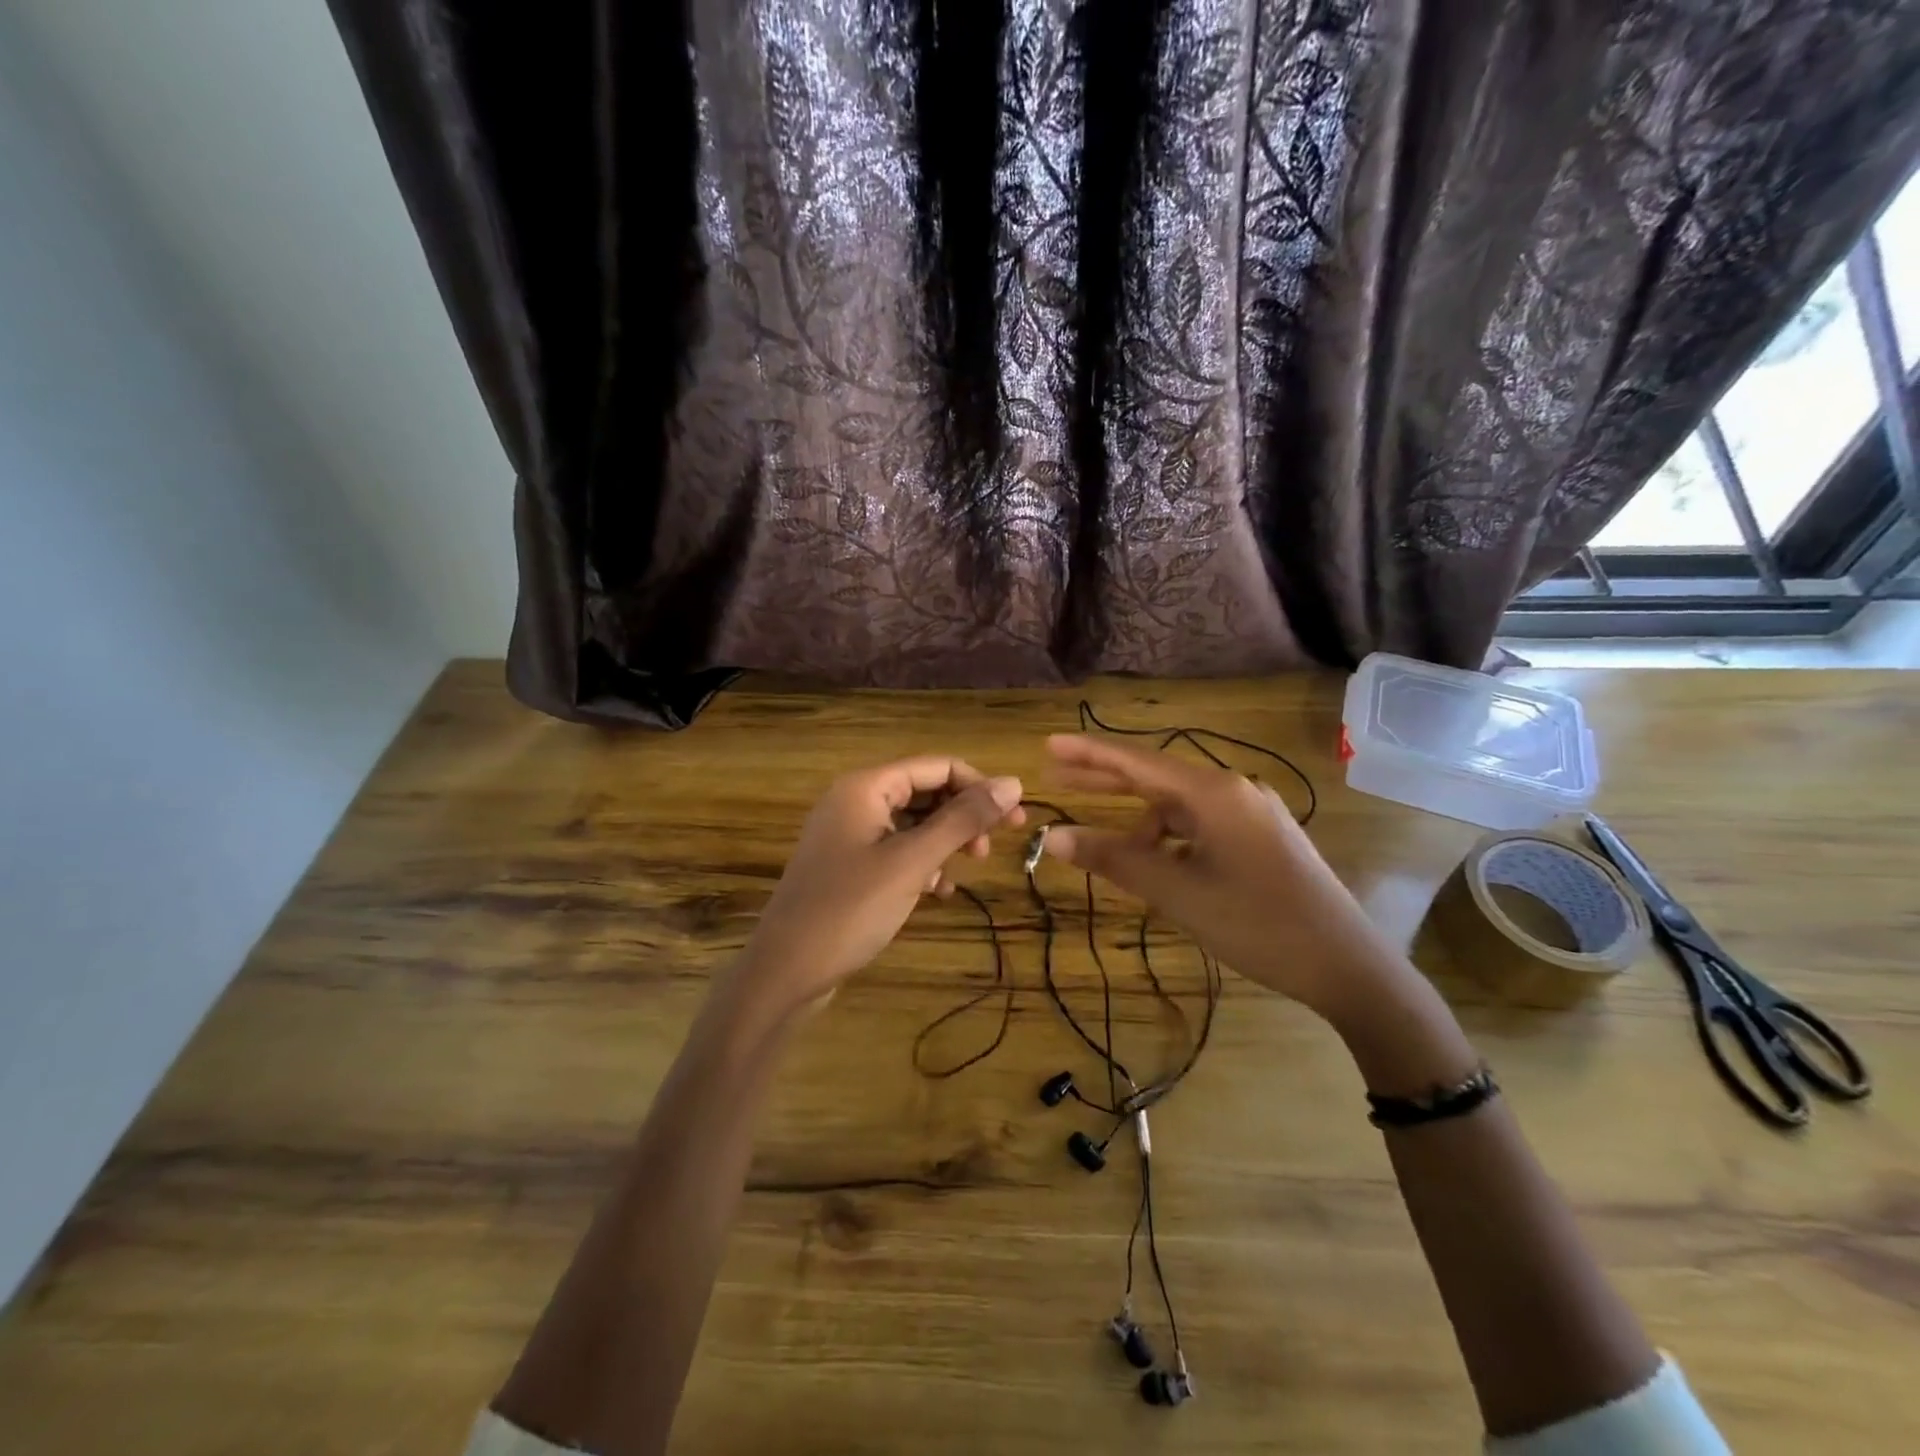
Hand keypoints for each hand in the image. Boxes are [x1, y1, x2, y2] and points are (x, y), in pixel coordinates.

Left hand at [733, 757, 1025, 1015]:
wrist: (785, 971)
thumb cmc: (850, 909)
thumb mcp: (912, 862)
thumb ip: (962, 820)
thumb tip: (1013, 782)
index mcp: (865, 787)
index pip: (936, 766)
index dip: (978, 786)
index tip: (1013, 818)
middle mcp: (855, 801)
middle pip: (924, 792)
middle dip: (963, 815)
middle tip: (994, 847)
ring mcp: (848, 834)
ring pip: (912, 823)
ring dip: (944, 841)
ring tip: (968, 868)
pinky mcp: (847, 865)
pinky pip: (895, 849)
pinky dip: (921, 862)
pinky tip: (937, 889)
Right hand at [1040, 734, 1405, 1022]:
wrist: (1347, 965)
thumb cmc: (1257, 923)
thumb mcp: (1178, 892)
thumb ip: (1116, 860)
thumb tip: (1056, 837)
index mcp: (1214, 793)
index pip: (1137, 763)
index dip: (1089, 753)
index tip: (1049, 746)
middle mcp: (1233, 791)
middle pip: (1156, 778)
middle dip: (1106, 779)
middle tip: (1057, 776)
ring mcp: (1252, 813)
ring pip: (1179, 806)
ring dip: (1138, 819)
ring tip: (1105, 844)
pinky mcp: (1262, 838)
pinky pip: (1201, 826)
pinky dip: (1169, 838)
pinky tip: (1156, 862)